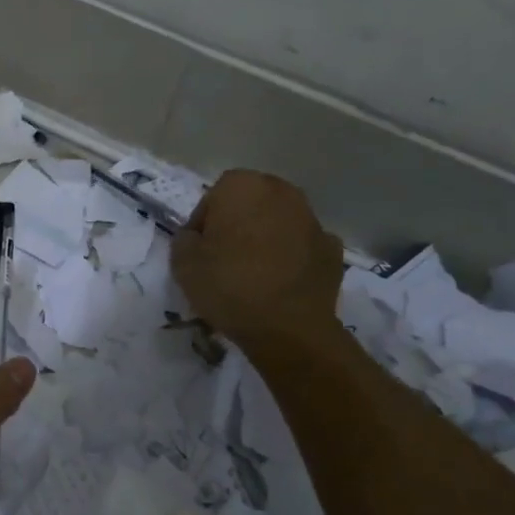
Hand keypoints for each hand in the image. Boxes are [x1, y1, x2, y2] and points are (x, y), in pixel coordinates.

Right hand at [170, 169, 344, 356]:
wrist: (287, 328)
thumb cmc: (228, 286)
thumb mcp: (182, 263)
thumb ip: (184, 239)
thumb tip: (196, 236)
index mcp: (242, 187)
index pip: (214, 196)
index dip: (204, 223)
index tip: (199, 250)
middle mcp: (281, 192)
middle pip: (251, 202)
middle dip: (238, 223)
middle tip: (225, 257)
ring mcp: (312, 219)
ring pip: (280, 221)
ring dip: (267, 237)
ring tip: (254, 272)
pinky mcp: (332, 248)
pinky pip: (303, 246)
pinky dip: (293, 257)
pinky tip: (281, 282)